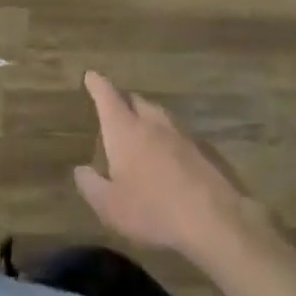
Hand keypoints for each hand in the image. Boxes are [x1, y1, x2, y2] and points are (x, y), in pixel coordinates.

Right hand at [74, 71, 263, 262]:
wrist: (214, 220)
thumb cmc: (152, 210)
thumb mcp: (109, 206)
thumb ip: (91, 185)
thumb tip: (81, 170)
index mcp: (125, 130)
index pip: (107, 96)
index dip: (97, 84)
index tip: (91, 75)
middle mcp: (153, 123)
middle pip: (136, 100)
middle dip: (123, 100)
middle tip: (115, 107)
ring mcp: (181, 134)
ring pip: (159, 115)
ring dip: (147, 117)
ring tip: (140, 129)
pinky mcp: (204, 151)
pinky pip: (178, 135)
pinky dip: (167, 138)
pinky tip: (168, 155)